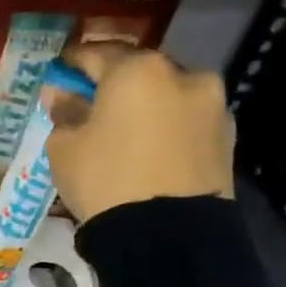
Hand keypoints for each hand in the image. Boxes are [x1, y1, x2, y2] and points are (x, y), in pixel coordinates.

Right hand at [46, 44, 234, 224]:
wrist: (166, 233)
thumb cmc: (104, 179)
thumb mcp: (65, 146)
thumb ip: (65, 112)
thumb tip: (62, 94)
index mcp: (137, 70)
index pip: (96, 53)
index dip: (72, 62)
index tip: (58, 73)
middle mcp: (183, 75)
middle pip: (138, 69)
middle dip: (113, 83)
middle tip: (89, 102)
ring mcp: (212, 105)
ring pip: (167, 94)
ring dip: (144, 103)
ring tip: (122, 129)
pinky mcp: (227, 135)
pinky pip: (185, 119)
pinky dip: (165, 125)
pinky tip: (148, 147)